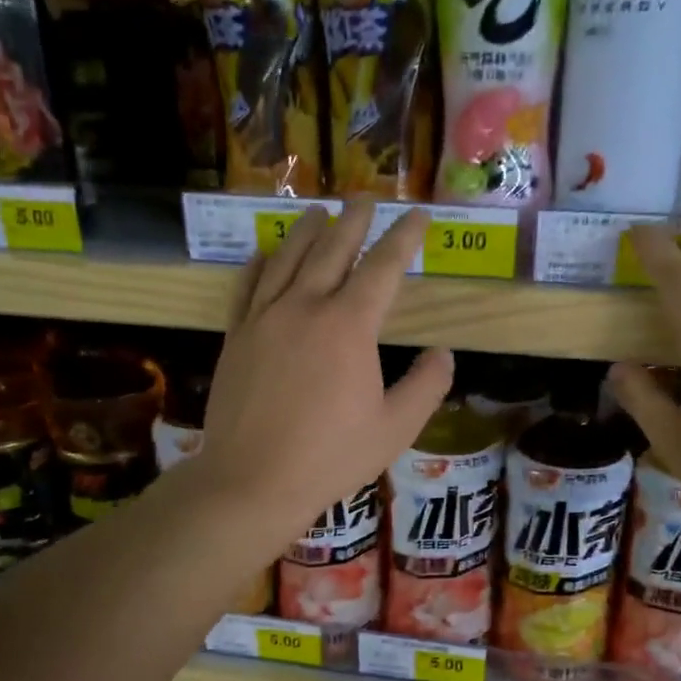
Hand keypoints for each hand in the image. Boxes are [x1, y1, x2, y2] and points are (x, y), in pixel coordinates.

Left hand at [200, 199, 452, 542]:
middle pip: (332, 250)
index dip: (404, 238)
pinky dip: (259, 264)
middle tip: (365, 199)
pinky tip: (264, 254)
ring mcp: (264, 319)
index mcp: (349, 326)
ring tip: (316, 211)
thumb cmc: (331, 457)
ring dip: (306, 231)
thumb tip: (444, 353)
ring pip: (287, 259)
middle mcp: (305, 307)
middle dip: (354, 221)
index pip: (383, 267)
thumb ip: (426, 385)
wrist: (252, 480)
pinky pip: (247, 287)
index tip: (418, 216)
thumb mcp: (395, 428)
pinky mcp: (236, 337)